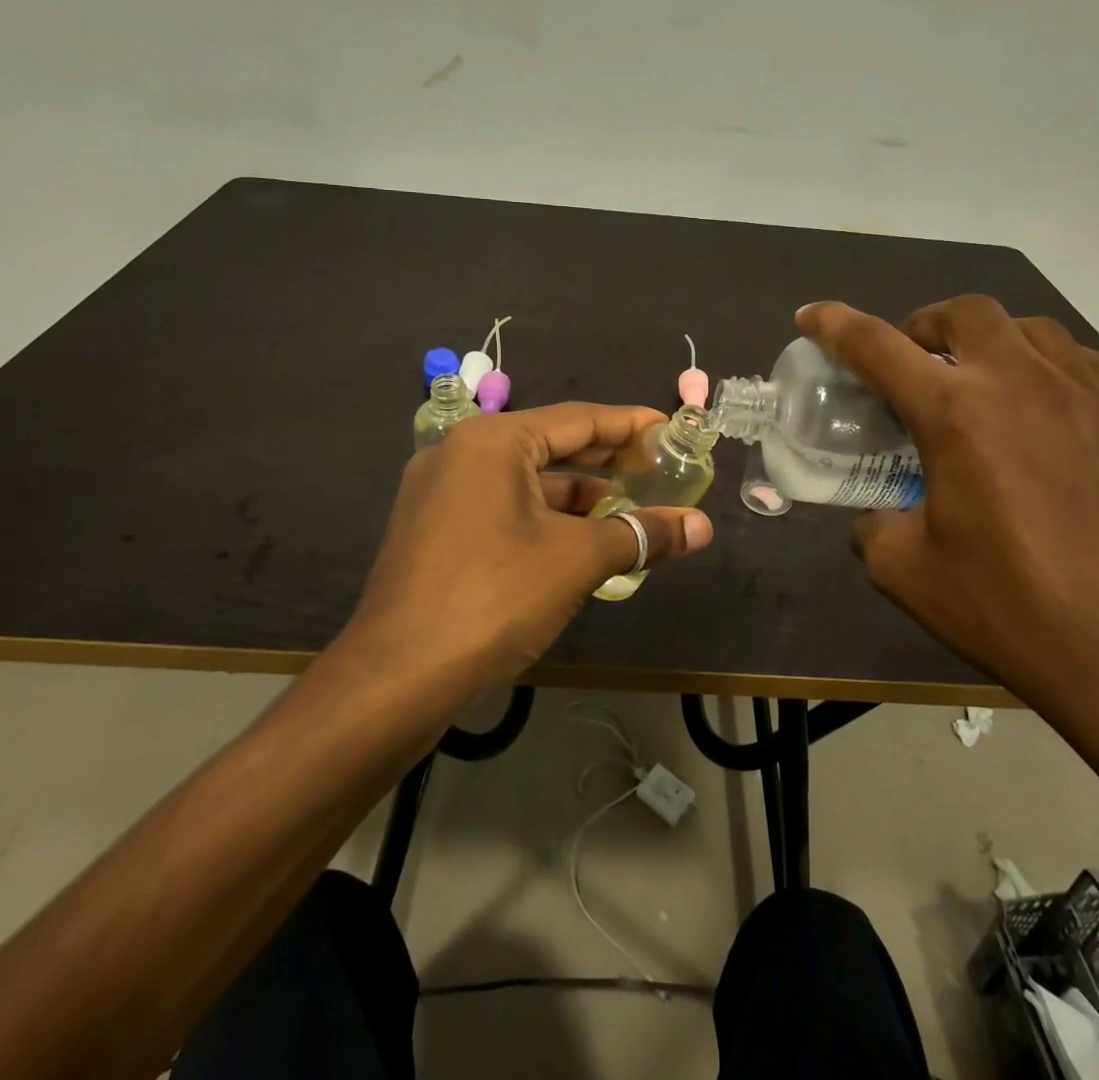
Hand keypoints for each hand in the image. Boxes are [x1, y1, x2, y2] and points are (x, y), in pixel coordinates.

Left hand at [344, 403, 715, 693]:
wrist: (395, 679)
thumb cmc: (493, 597)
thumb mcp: (576, 560)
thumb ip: (641, 535)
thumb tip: (703, 527)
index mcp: (493, 441)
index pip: (578, 419)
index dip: (630, 425)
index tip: (671, 430)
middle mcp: (463, 453)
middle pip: (551, 446)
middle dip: (608, 460)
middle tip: (660, 469)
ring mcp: (442, 493)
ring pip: (527, 483)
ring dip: (580, 497)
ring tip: (632, 510)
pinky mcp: (435, 530)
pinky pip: (504, 508)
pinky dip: (547, 520)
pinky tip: (582, 542)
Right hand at [797, 297, 1098, 730]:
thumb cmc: (1008, 610)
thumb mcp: (905, 572)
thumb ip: (874, 524)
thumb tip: (879, 513)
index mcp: (955, 414)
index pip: (876, 346)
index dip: (833, 325)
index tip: (810, 316)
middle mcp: (1019, 382)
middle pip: (962, 314)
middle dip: (922, 327)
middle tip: (911, 364)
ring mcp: (1083, 393)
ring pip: (1026, 326)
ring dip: (985, 340)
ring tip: (977, 381)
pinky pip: (1079, 359)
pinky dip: (1043, 364)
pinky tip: (1040, 405)